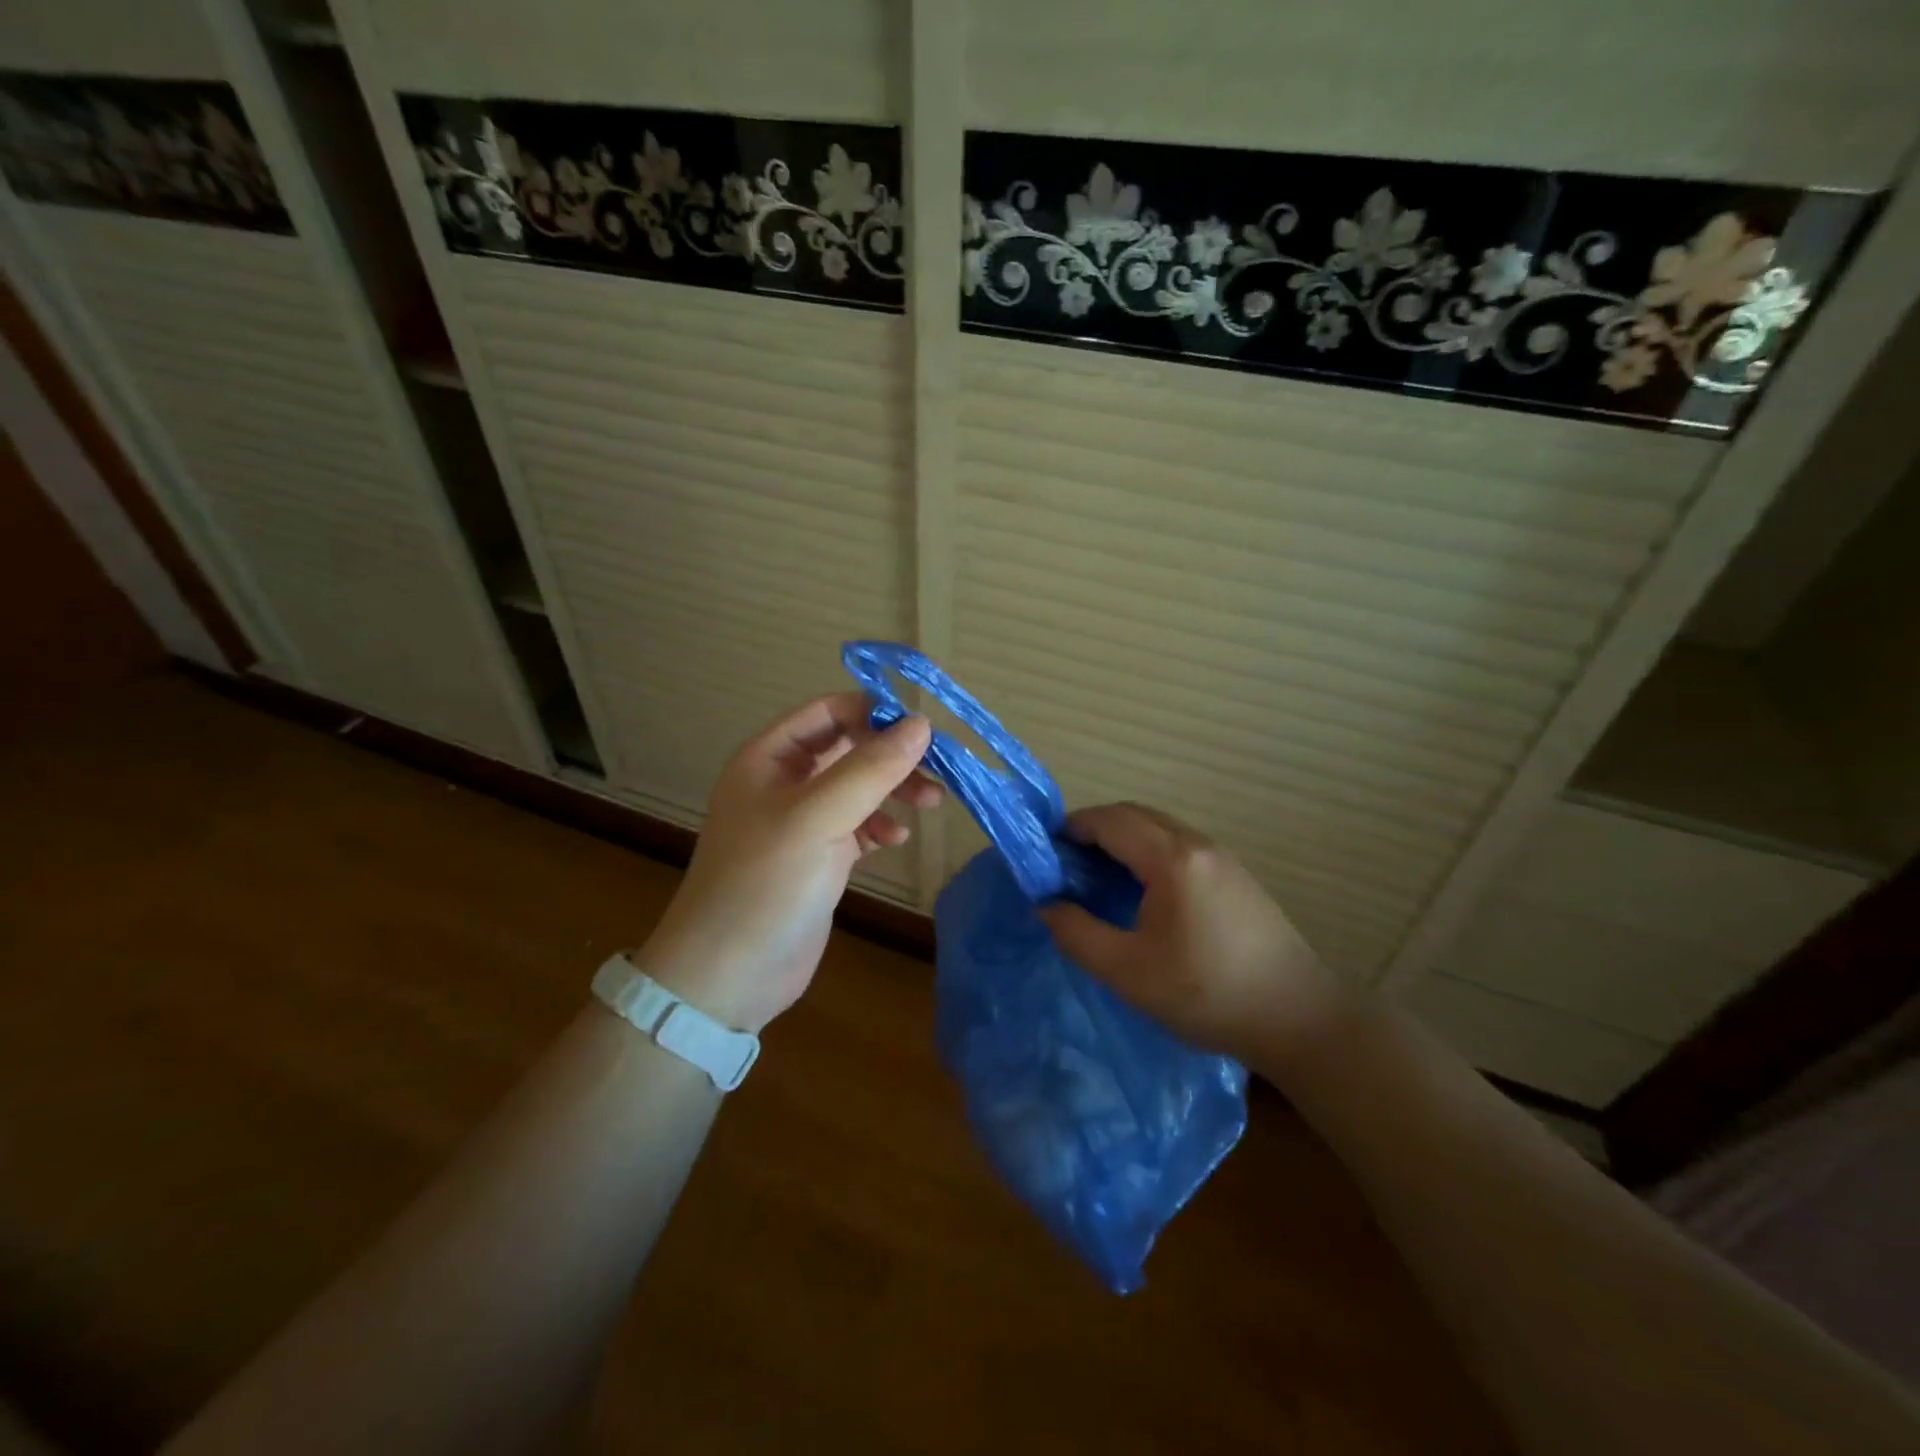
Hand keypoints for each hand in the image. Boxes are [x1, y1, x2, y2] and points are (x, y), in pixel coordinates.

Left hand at [634, 694, 938, 1032]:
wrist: (728, 975)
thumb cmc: (765, 884)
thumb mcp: (818, 818)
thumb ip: (870, 769)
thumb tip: (922, 724)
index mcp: (769, 758)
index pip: (829, 712)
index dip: (874, 713)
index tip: (923, 730)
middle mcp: (784, 783)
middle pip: (848, 748)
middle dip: (892, 755)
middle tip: (937, 771)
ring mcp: (801, 822)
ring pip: (857, 787)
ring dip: (894, 790)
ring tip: (930, 803)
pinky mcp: (818, 858)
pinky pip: (857, 826)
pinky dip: (880, 826)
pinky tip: (896, 839)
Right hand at [1038, 803, 1343, 1064]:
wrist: (1299, 1020)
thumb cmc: (1206, 994)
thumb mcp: (1127, 971)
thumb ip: (1076, 934)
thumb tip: (1046, 905)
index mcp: (1171, 859)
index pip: (1109, 820)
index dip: (1071, 828)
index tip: (1044, 854)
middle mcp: (1198, 845)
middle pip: (1135, 815)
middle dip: (1095, 830)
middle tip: (1066, 865)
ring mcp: (1223, 858)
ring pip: (1160, 829)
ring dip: (1123, 840)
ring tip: (1098, 879)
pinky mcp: (1237, 877)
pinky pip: (1180, 846)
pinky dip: (1148, 853)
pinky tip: (1142, 893)